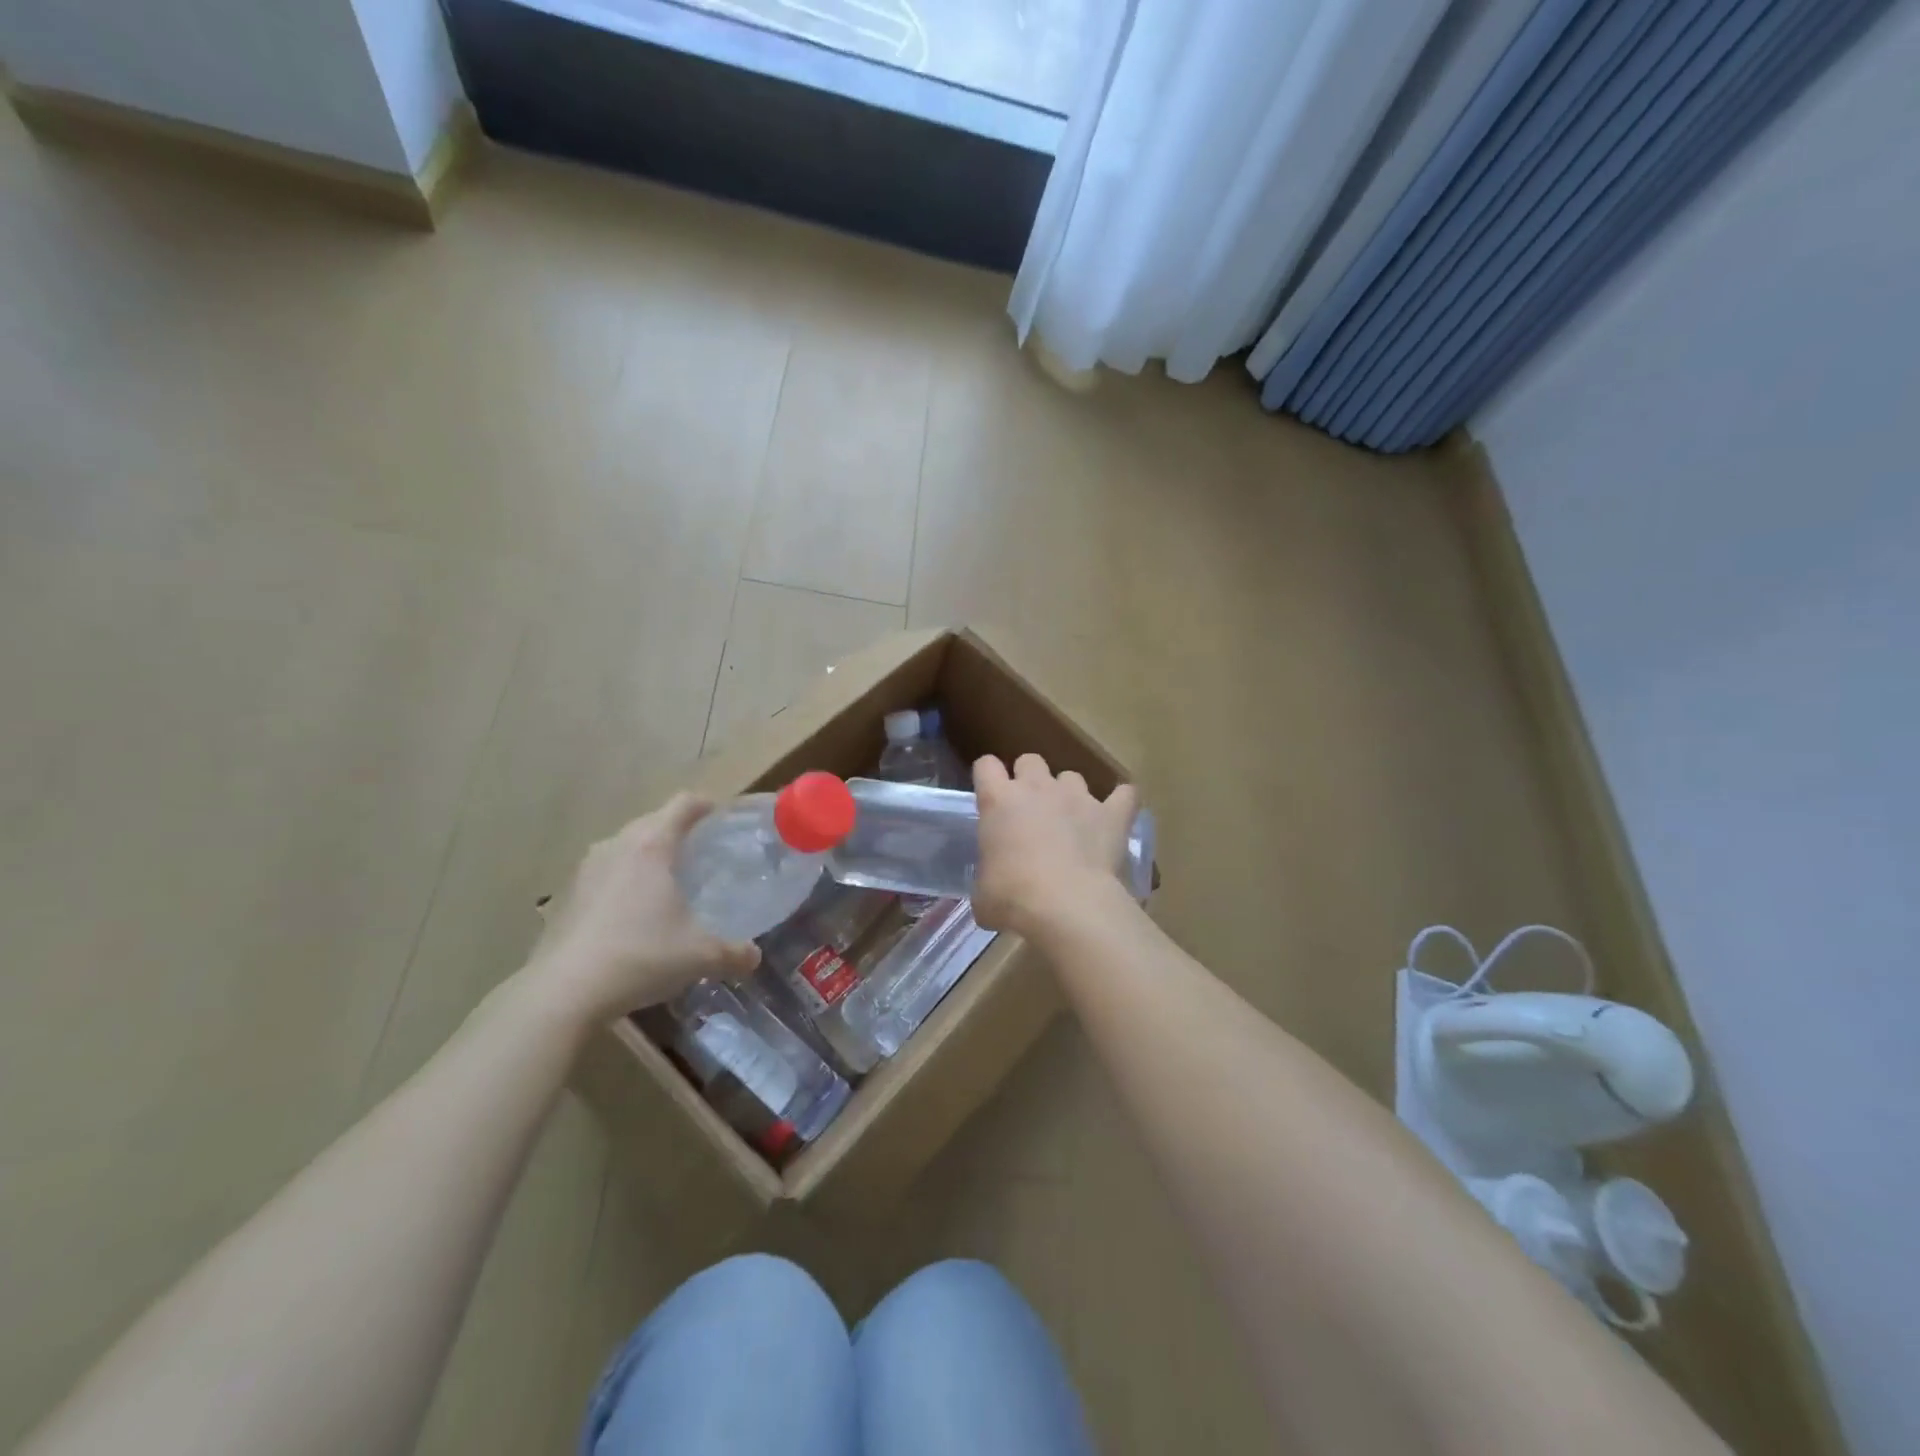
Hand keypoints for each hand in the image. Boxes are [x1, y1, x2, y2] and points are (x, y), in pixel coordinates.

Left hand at [526, 795, 759, 1022]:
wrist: (563, 992)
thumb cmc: (641, 956)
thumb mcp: (700, 956)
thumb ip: (734, 953)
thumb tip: (754, 957)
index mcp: (652, 845)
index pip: (684, 804)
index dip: (707, 805)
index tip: (723, 819)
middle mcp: (617, 846)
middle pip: (653, 821)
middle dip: (678, 831)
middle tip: (702, 855)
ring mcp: (586, 869)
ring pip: (625, 846)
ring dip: (647, 856)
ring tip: (668, 883)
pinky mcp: (566, 895)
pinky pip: (605, 873)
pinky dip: (623, 881)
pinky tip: (633, 914)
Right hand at [972, 753, 1138, 936]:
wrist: (1067, 905)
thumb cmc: (1013, 897)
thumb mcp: (983, 892)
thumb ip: (987, 877)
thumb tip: (991, 890)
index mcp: (999, 800)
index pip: (986, 766)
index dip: (987, 777)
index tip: (990, 797)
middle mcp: (1037, 788)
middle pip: (1030, 760)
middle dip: (1029, 778)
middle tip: (1029, 809)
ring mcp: (1077, 796)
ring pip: (1072, 777)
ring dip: (1068, 793)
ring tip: (1071, 820)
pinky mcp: (1111, 814)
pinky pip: (1124, 795)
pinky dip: (1120, 802)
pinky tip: (1116, 815)